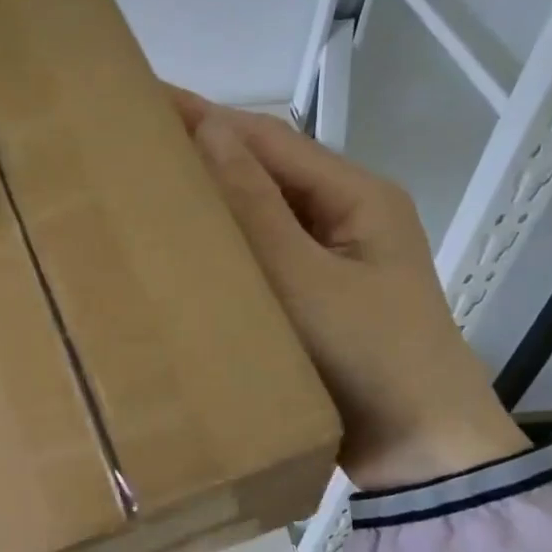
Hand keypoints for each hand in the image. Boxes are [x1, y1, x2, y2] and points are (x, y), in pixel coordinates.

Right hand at [172, 88, 528, 489]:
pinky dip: (223, 248)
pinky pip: (260, 258)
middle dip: (201, 154)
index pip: (267, 140)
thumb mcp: (307, 283)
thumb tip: (210, 132)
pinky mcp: (313, 299)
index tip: (142, 99)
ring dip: (210, 201)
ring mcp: (329, 260)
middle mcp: (343, 217)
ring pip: (258, 216)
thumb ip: (256, 210)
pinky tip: (182, 253)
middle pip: (262, 172)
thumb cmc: (371, 359)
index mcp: (355, 196)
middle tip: (129, 145)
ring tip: (144, 191)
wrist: (421, 452)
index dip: (204, 117)